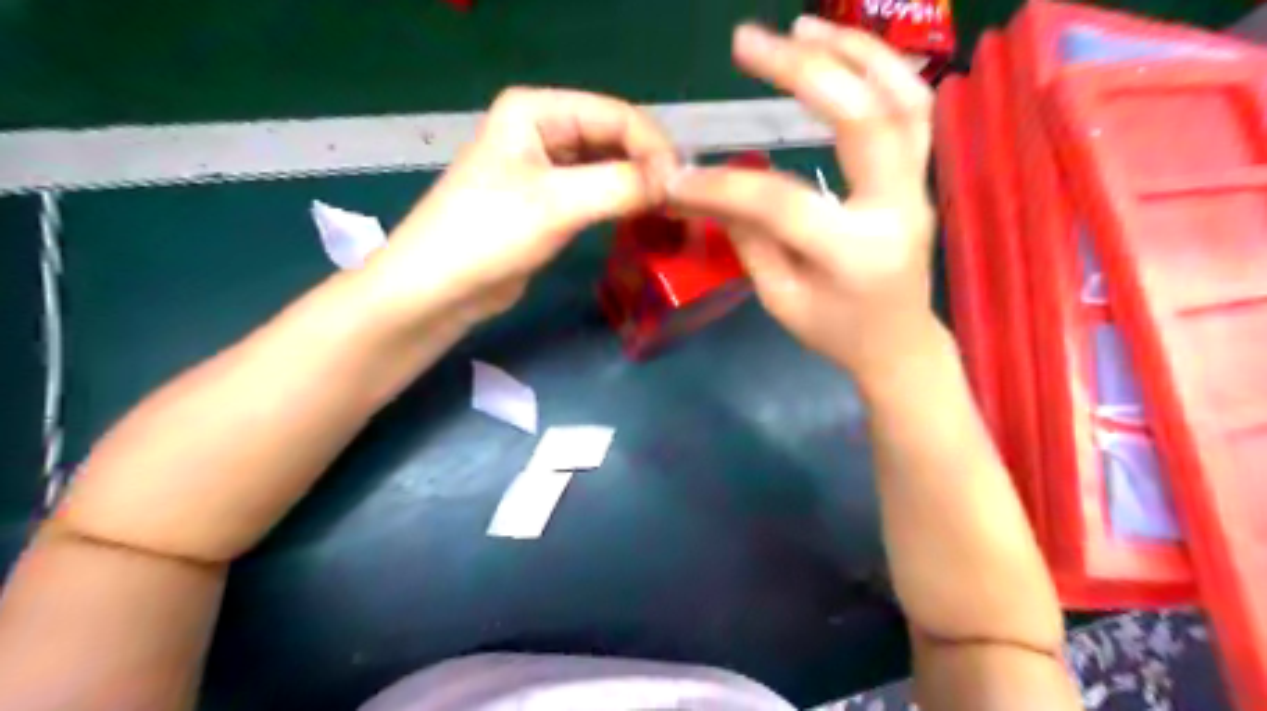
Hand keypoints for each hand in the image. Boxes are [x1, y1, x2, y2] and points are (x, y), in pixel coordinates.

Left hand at [366, 88, 683, 325]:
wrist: (439, 288)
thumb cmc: (488, 234)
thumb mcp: (557, 204)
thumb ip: (621, 186)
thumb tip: (677, 181)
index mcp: (537, 110)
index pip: (616, 115)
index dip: (654, 148)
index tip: (681, 187)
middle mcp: (544, 130)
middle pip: (615, 139)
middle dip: (649, 167)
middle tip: (681, 202)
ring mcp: (547, 167)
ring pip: (609, 167)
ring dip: (639, 187)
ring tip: (670, 212)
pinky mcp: (550, 202)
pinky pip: (598, 193)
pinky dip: (623, 204)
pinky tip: (644, 219)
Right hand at [665, 18, 937, 391]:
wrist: (898, 344)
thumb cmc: (835, 332)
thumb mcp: (780, 299)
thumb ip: (749, 239)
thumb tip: (710, 188)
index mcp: (853, 253)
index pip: (781, 202)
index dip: (723, 185)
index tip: (676, 176)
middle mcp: (896, 208)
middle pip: (862, 119)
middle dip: (803, 70)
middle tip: (747, 42)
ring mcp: (918, 185)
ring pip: (902, 98)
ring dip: (852, 51)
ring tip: (801, 26)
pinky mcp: (921, 175)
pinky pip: (912, 108)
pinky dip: (880, 68)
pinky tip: (841, 51)